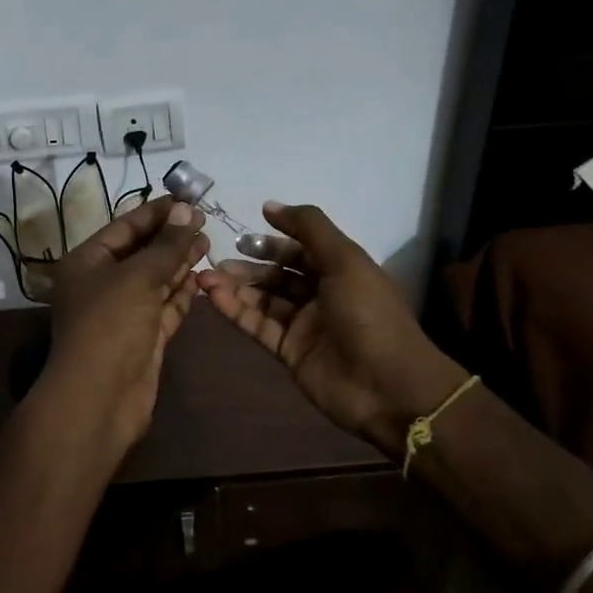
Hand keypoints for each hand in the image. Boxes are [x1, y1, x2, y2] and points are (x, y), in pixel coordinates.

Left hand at [42, 194, 209, 462]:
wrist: (101, 396)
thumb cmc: (110, 324)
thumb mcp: (138, 277)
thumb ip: (166, 245)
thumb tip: (187, 210)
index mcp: (87, 262)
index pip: (124, 227)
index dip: (156, 213)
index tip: (188, 200)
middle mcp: (102, 284)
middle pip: (141, 253)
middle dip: (171, 237)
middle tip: (204, 221)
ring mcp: (123, 312)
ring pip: (155, 280)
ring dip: (179, 263)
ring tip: (208, 243)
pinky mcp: (143, 337)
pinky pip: (164, 307)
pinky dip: (181, 293)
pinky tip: (201, 277)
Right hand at [197, 202, 468, 456]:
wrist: (386, 386)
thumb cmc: (369, 314)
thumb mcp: (345, 260)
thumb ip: (309, 228)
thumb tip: (270, 205)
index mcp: (340, 270)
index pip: (300, 249)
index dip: (273, 241)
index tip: (241, 234)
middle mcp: (321, 295)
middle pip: (278, 274)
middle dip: (248, 265)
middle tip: (216, 259)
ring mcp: (304, 325)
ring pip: (263, 299)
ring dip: (236, 287)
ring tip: (205, 277)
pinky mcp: (289, 351)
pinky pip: (258, 325)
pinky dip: (235, 311)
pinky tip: (213, 297)